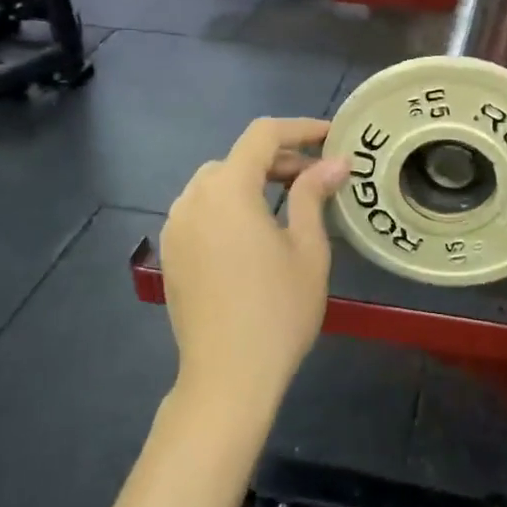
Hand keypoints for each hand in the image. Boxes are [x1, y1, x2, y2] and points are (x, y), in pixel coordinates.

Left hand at [159, 118, 349, 414]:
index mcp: (228, 189)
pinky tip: (254, 231)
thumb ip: (313, 195)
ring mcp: (176, 226)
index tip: (331, 136)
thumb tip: (335, 162)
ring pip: (216, 182)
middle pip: (238, 158)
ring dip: (252, 180)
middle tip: (317, 176)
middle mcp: (194, 197)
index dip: (300, 129)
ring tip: (287, 201)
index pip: (263, 135)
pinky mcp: (171, 252)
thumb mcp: (307, 249)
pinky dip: (230, 205)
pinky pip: (202, 209)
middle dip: (279, 158)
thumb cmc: (278, 311)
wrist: (227, 378)